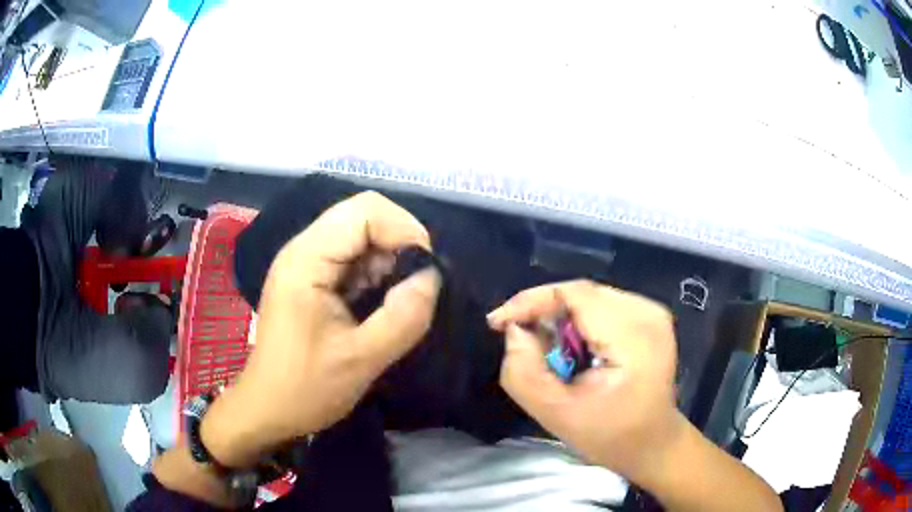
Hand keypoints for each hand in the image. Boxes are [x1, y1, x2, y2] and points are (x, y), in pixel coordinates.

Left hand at [202, 191, 441, 467]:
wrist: (268, 408)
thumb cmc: (305, 388)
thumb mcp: (361, 360)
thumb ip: (402, 317)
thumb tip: (432, 277)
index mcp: (306, 259)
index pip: (365, 210)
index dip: (405, 230)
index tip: (426, 271)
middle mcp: (303, 249)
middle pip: (363, 216)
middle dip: (399, 245)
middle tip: (415, 287)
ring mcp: (305, 262)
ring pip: (360, 235)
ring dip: (388, 261)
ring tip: (396, 301)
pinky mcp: (310, 278)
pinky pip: (352, 257)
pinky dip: (375, 273)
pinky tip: (378, 304)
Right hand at [487, 280, 684, 482]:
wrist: (653, 442)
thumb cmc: (609, 435)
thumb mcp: (556, 414)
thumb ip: (524, 373)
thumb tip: (515, 331)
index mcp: (632, 336)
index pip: (575, 294)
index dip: (530, 301)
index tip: (498, 323)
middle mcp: (647, 313)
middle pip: (582, 293)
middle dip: (544, 311)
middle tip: (520, 338)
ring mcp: (652, 312)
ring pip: (590, 296)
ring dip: (561, 317)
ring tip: (547, 349)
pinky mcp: (651, 316)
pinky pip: (603, 305)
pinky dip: (580, 320)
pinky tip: (574, 347)